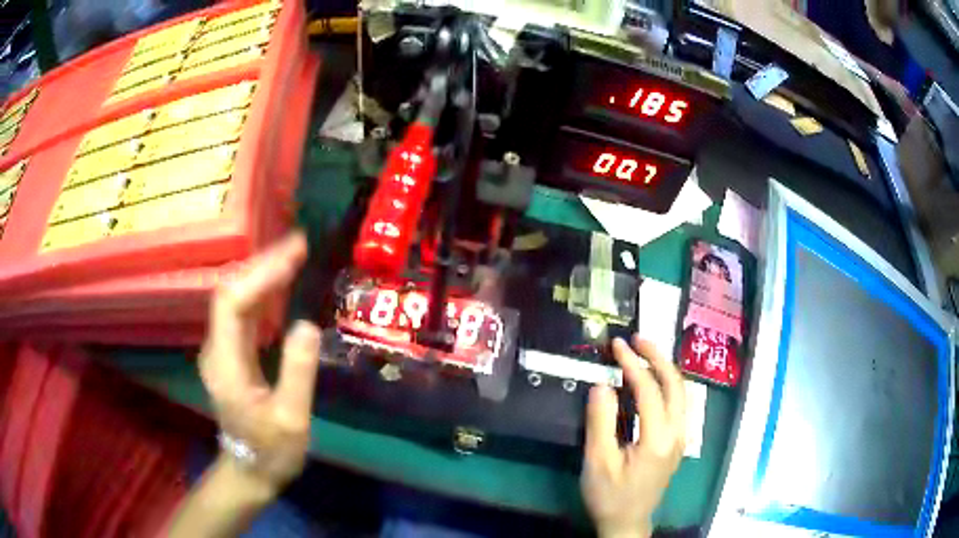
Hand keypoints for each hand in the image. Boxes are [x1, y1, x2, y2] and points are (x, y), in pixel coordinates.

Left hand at [198, 232, 320, 493]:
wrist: (249, 471)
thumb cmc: (271, 451)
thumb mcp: (291, 420)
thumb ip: (297, 373)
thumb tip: (307, 324)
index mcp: (227, 364)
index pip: (233, 303)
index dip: (260, 274)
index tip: (294, 256)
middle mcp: (216, 349)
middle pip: (229, 291)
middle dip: (261, 263)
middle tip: (299, 245)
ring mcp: (221, 349)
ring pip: (234, 297)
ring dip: (261, 272)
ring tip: (294, 255)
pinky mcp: (230, 353)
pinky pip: (241, 311)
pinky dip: (260, 290)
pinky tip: (280, 284)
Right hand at [581, 336, 686, 537]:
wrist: (627, 523)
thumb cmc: (610, 496)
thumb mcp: (598, 462)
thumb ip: (600, 422)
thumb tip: (602, 384)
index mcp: (658, 438)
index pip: (649, 389)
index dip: (632, 363)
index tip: (616, 344)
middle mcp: (677, 433)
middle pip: (675, 384)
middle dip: (657, 357)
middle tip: (637, 339)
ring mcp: (681, 437)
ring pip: (681, 392)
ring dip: (664, 368)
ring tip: (644, 352)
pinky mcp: (677, 442)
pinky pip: (678, 403)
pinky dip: (666, 384)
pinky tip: (652, 381)